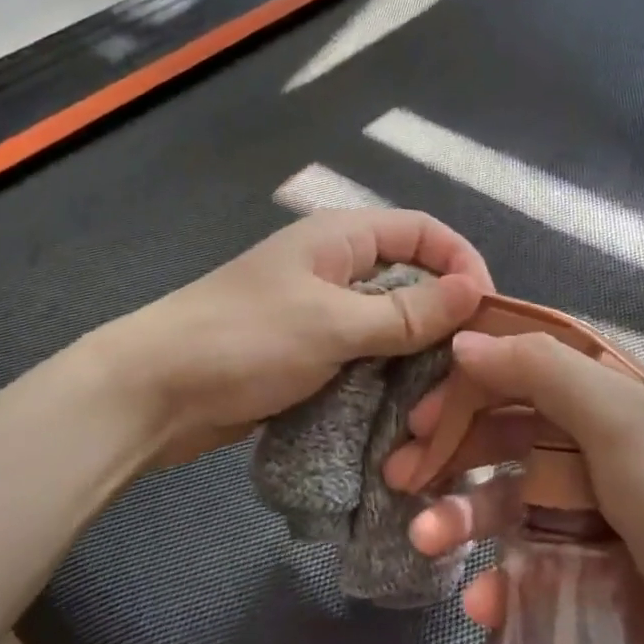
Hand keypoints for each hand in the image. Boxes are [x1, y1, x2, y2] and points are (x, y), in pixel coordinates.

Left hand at [99, 210, 490, 468]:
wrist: (154, 392)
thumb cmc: (245, 340)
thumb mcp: (333, 323)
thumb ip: (407, 311)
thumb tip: (476, 292)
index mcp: (341, 238)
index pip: (423, 231)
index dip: (463, 262)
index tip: (489, 312)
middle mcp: (337, 268)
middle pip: (412, 279)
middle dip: (445, 317)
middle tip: (472, 366)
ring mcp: (322, 313)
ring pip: (391, 325)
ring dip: (417, 357)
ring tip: (442, 398)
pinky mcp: (310, 354)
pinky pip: (365, 358)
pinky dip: (388, 379)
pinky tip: (407, 412)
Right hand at [387, 330, 643, 643]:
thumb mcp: (617, 418)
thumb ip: (539, 371)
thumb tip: (463, 342)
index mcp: (600, 397)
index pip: (518, 371)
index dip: (466, 384)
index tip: (419, 410)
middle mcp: (588, 444)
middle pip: (500, 435)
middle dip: (447, 452)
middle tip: (398, 474)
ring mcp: (585, 509)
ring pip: (503, 501)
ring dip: (458, 517)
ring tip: (422, 538)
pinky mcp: (585, 570)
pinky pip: (525, 567)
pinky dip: (499, 583)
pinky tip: (480, 602)